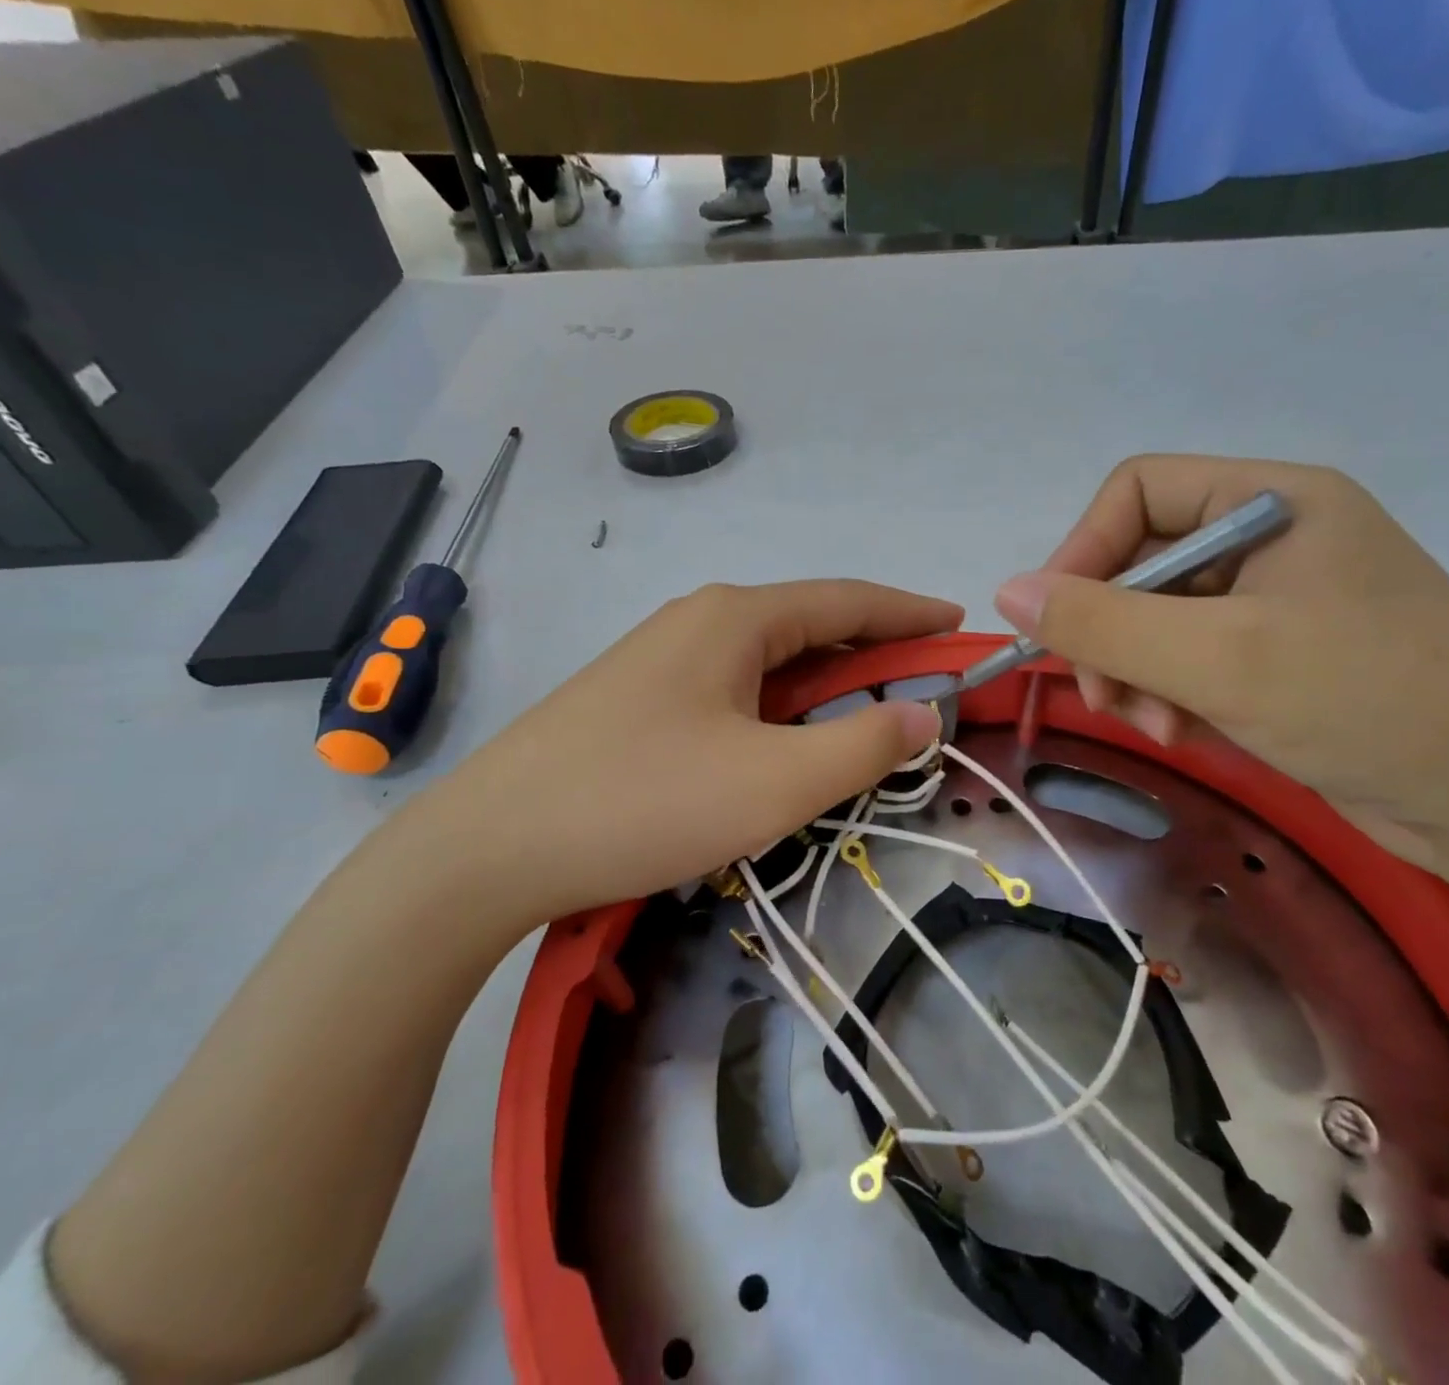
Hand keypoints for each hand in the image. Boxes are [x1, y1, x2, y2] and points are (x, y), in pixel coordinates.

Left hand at [377, 580, 959, 933]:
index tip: (957, 624)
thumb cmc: (645, 802)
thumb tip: (925, 715)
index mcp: (737, 617)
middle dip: (871, 657)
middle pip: (808, 628)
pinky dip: (777, 712)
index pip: (847, 600)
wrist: (490, 847)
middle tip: (923, 691)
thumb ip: (863, 745)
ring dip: (822, 691)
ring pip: (767, 664)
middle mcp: (699, 621)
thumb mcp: (775, 781)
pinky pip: (732, 692)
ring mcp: (661, 659)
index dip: (909, 612)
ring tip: (864, 726)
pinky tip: (782, 748)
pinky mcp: (637, 701)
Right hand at [992, 455, 1448, 872]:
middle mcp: (1271, 536)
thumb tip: (1006, 592)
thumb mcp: (1217, 658)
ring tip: (1153, 726)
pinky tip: (1182, 734)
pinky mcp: (1278, 654)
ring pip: (1158, 616)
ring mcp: (1276, 598)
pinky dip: (1170, 693)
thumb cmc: (1366, 701)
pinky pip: (1190, 656)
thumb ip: (1102, 621)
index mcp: (1272, 499)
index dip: (1083, 550)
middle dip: (1112, 631)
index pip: (1138, 490)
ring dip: (1136, 671)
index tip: (1056, 625)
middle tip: (1104, 696)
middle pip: (1143, 560)